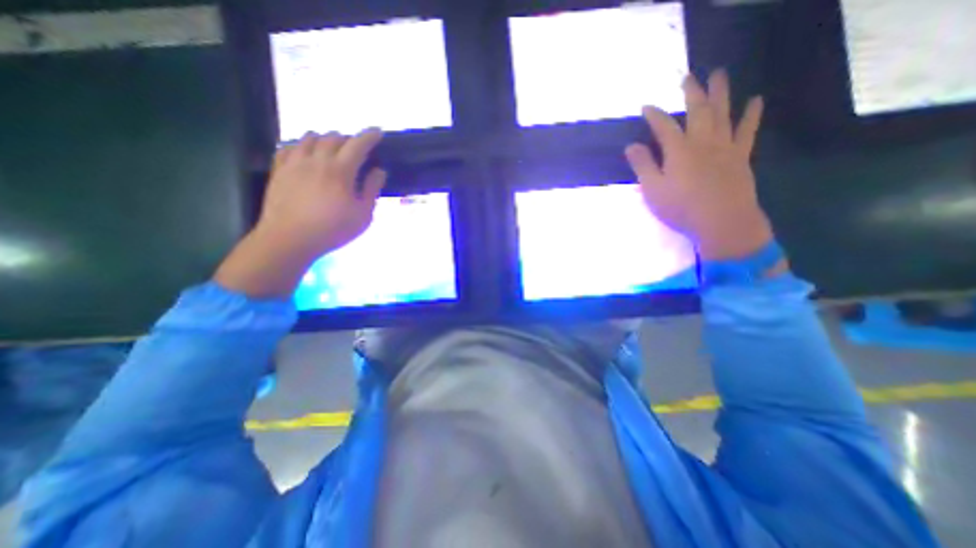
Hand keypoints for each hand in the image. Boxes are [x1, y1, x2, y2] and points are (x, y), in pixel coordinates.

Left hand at [214, 129, 387, 299]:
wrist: (290, 238)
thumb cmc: (333, 229)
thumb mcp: (363, 215)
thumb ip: (371, 190)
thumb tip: (379, 171)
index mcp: (340, 171)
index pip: (358, 145)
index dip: (369, 136)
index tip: (378, 131)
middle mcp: (317, 160)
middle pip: (333, 138)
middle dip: (348, 138)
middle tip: (356, 147)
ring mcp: (295, 163)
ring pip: (310, 138)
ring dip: (325, 138)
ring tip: (332, 147)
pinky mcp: (279, 170)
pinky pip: (288, 147)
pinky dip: (301, 144)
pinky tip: (305, 152)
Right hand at [630, 69, 774, 259]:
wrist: (722, 222)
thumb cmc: (681, 208)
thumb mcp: (653, 189)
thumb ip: (642, 165)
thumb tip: (631, 146)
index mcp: (679, 150)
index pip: (663, 125)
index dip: (654, 115)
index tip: (646, 106)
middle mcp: (702, 141)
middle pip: (697, 110)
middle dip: (691, 92)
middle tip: (687, 77)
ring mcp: (725, 146)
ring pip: (722, 113)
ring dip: (720, 93)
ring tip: (719, 76)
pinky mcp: (740, 156)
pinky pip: (747, 130)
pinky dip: (751, 114)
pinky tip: (755, 101)